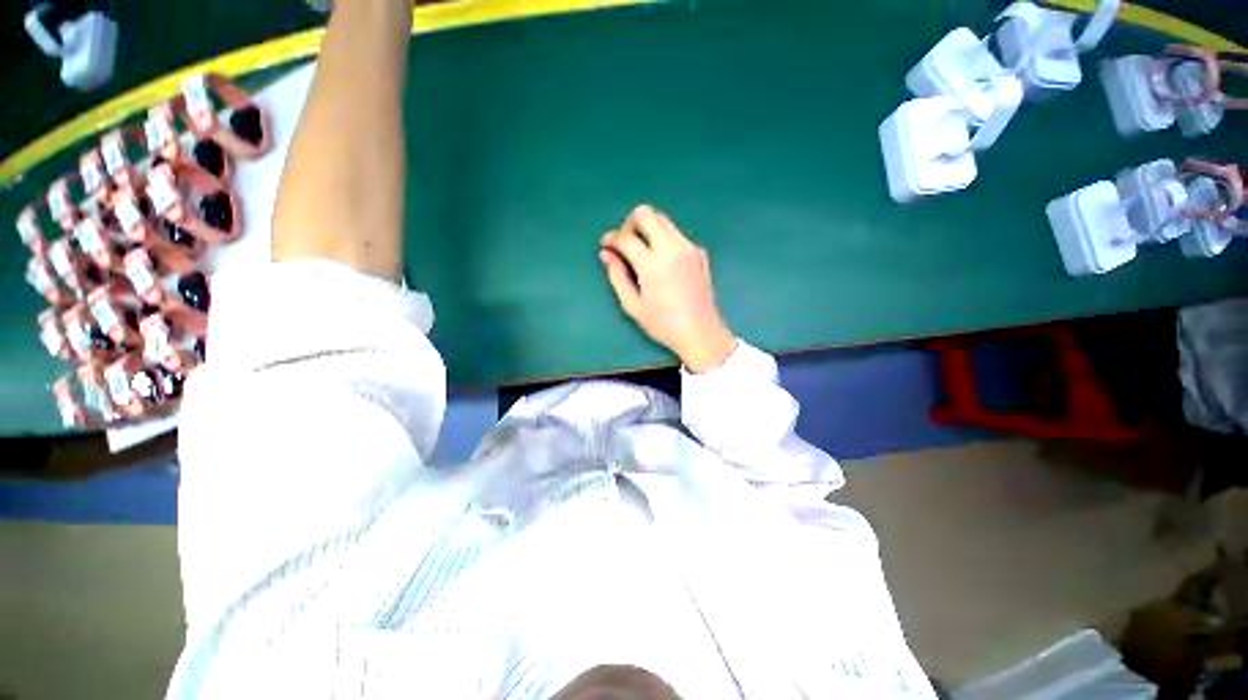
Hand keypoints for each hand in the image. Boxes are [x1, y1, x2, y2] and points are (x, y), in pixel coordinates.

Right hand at [600, 204, 736, 372]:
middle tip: (625, 244)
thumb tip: (606, 254)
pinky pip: (677, 235)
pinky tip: (663, 263)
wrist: (702, 333)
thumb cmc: (664, 325)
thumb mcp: (633, 306)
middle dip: (630, 224)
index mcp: (653, 264)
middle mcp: (672, 248)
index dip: (611, 238)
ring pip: (663, 220)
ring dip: (648, 229)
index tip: (606, 246)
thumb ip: (617, 276)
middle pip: (646, 213)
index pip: (626, 237)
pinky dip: (664, 240)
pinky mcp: (700, 253)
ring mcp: (689, 248)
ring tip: (642, 253)